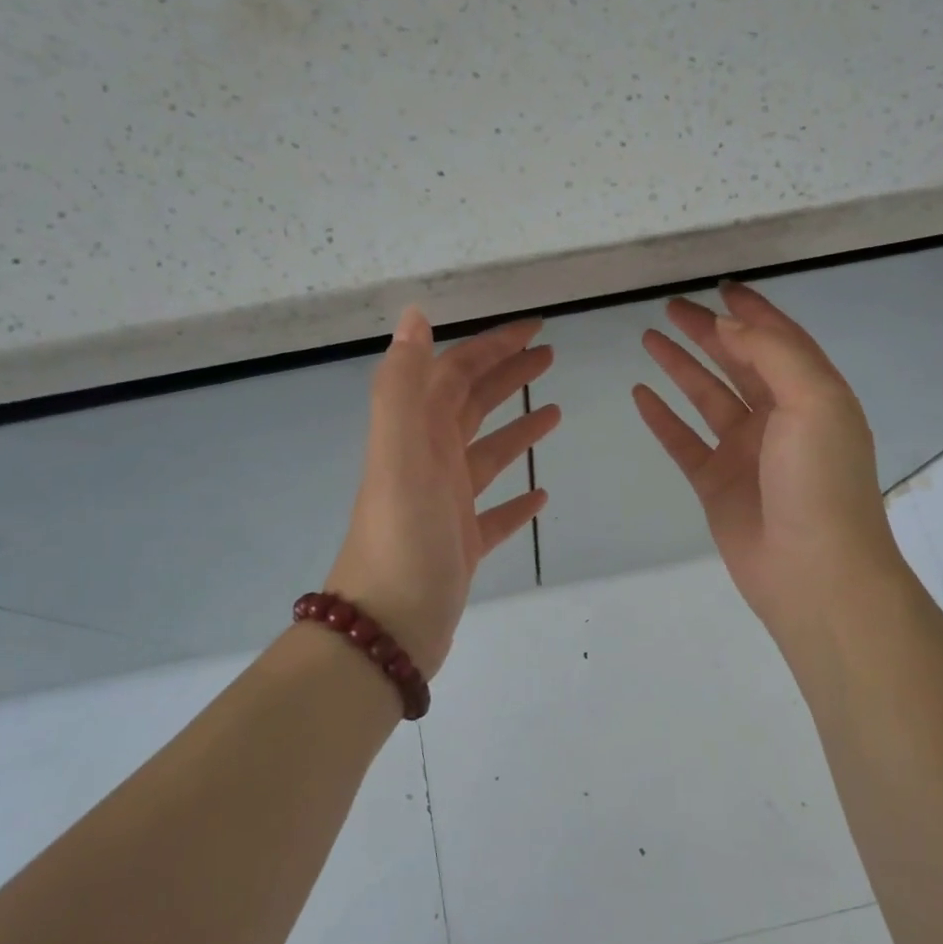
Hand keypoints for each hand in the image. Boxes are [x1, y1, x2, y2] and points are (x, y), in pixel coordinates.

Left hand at [327, 308, 559, 678]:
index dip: (492, 347)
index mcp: (416, 435)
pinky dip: (516, 498)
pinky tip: (541, 494)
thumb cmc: (401, 537)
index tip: (535, 329)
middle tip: (550, 357)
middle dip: (507, 376)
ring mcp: (445, 505)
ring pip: (487, 454)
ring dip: (518, 430)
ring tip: (556, 413)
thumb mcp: (399, 454)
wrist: (387, 628)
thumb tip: (414, 315)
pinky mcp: (461, 544)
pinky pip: (494, 512)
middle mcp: (428, 462)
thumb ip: (403, 385)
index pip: (455, 373)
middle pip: (472, 406)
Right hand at [633, 283, 904, 642]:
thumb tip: (730, 326)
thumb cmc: (820, 482)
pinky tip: (640, 394)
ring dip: (681, 367)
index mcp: (812, 394)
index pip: (778, 339)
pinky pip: (684, 441)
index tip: (719, 287)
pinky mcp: (716, 483)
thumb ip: (774, 355)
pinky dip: (662, 418)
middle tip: (670, 307)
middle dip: (707, 332)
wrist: (814, 572)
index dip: (751, 312)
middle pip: (738, 362)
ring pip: (707, 397)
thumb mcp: (813, 402)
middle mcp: (779, 418)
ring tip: (647, 338)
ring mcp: (745, 452)